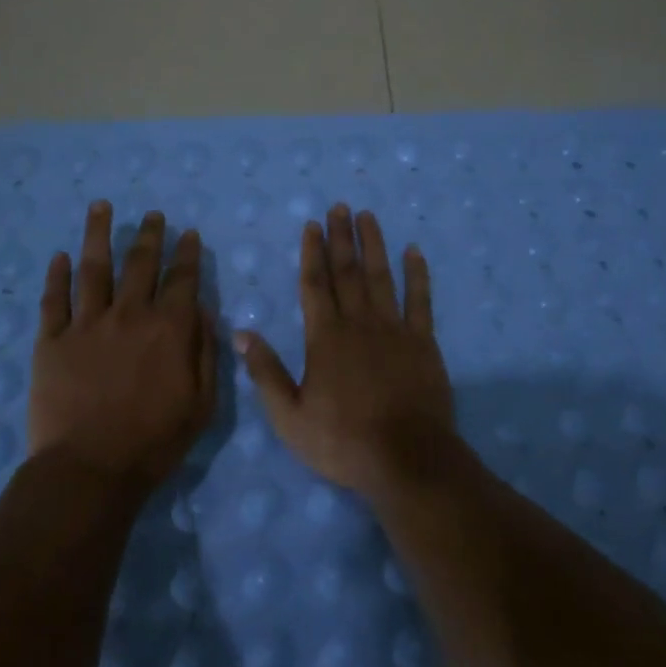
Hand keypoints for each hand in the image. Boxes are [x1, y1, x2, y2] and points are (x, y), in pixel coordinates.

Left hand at [29, 202, 217, 490]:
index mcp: (168, 328)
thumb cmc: (155, 441)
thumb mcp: (202, 403)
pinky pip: (54, 299)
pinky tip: (61, 256)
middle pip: (140, 263)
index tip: (188, 234)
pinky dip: (58, 275)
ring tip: (101, 207)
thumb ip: (205, 352)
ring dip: (98, 234)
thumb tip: (203, 312)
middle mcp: (129, 314)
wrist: (90, 469)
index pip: (182, 279)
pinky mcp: (52, 340)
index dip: (187, 254)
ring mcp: (86, 324)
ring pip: (94, 268)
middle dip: (150, 235)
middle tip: (153, 214)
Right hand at [236, 205, 459, 501]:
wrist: (407, 459)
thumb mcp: (289, 416)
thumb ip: (266, 372)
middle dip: (341, 237)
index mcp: (325, 338)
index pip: (315, 285)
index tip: (312, 225)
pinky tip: (414, 251)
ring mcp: (394, 329)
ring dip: (373, 244)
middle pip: (347, 272)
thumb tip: (242, 333)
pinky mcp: (423, 342)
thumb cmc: (343, 441)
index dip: (312, 252)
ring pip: (381, 277)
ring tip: (368, 216)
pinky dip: (417, 274)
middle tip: (339, 207)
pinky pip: (420, 300)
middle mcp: (358, 323)